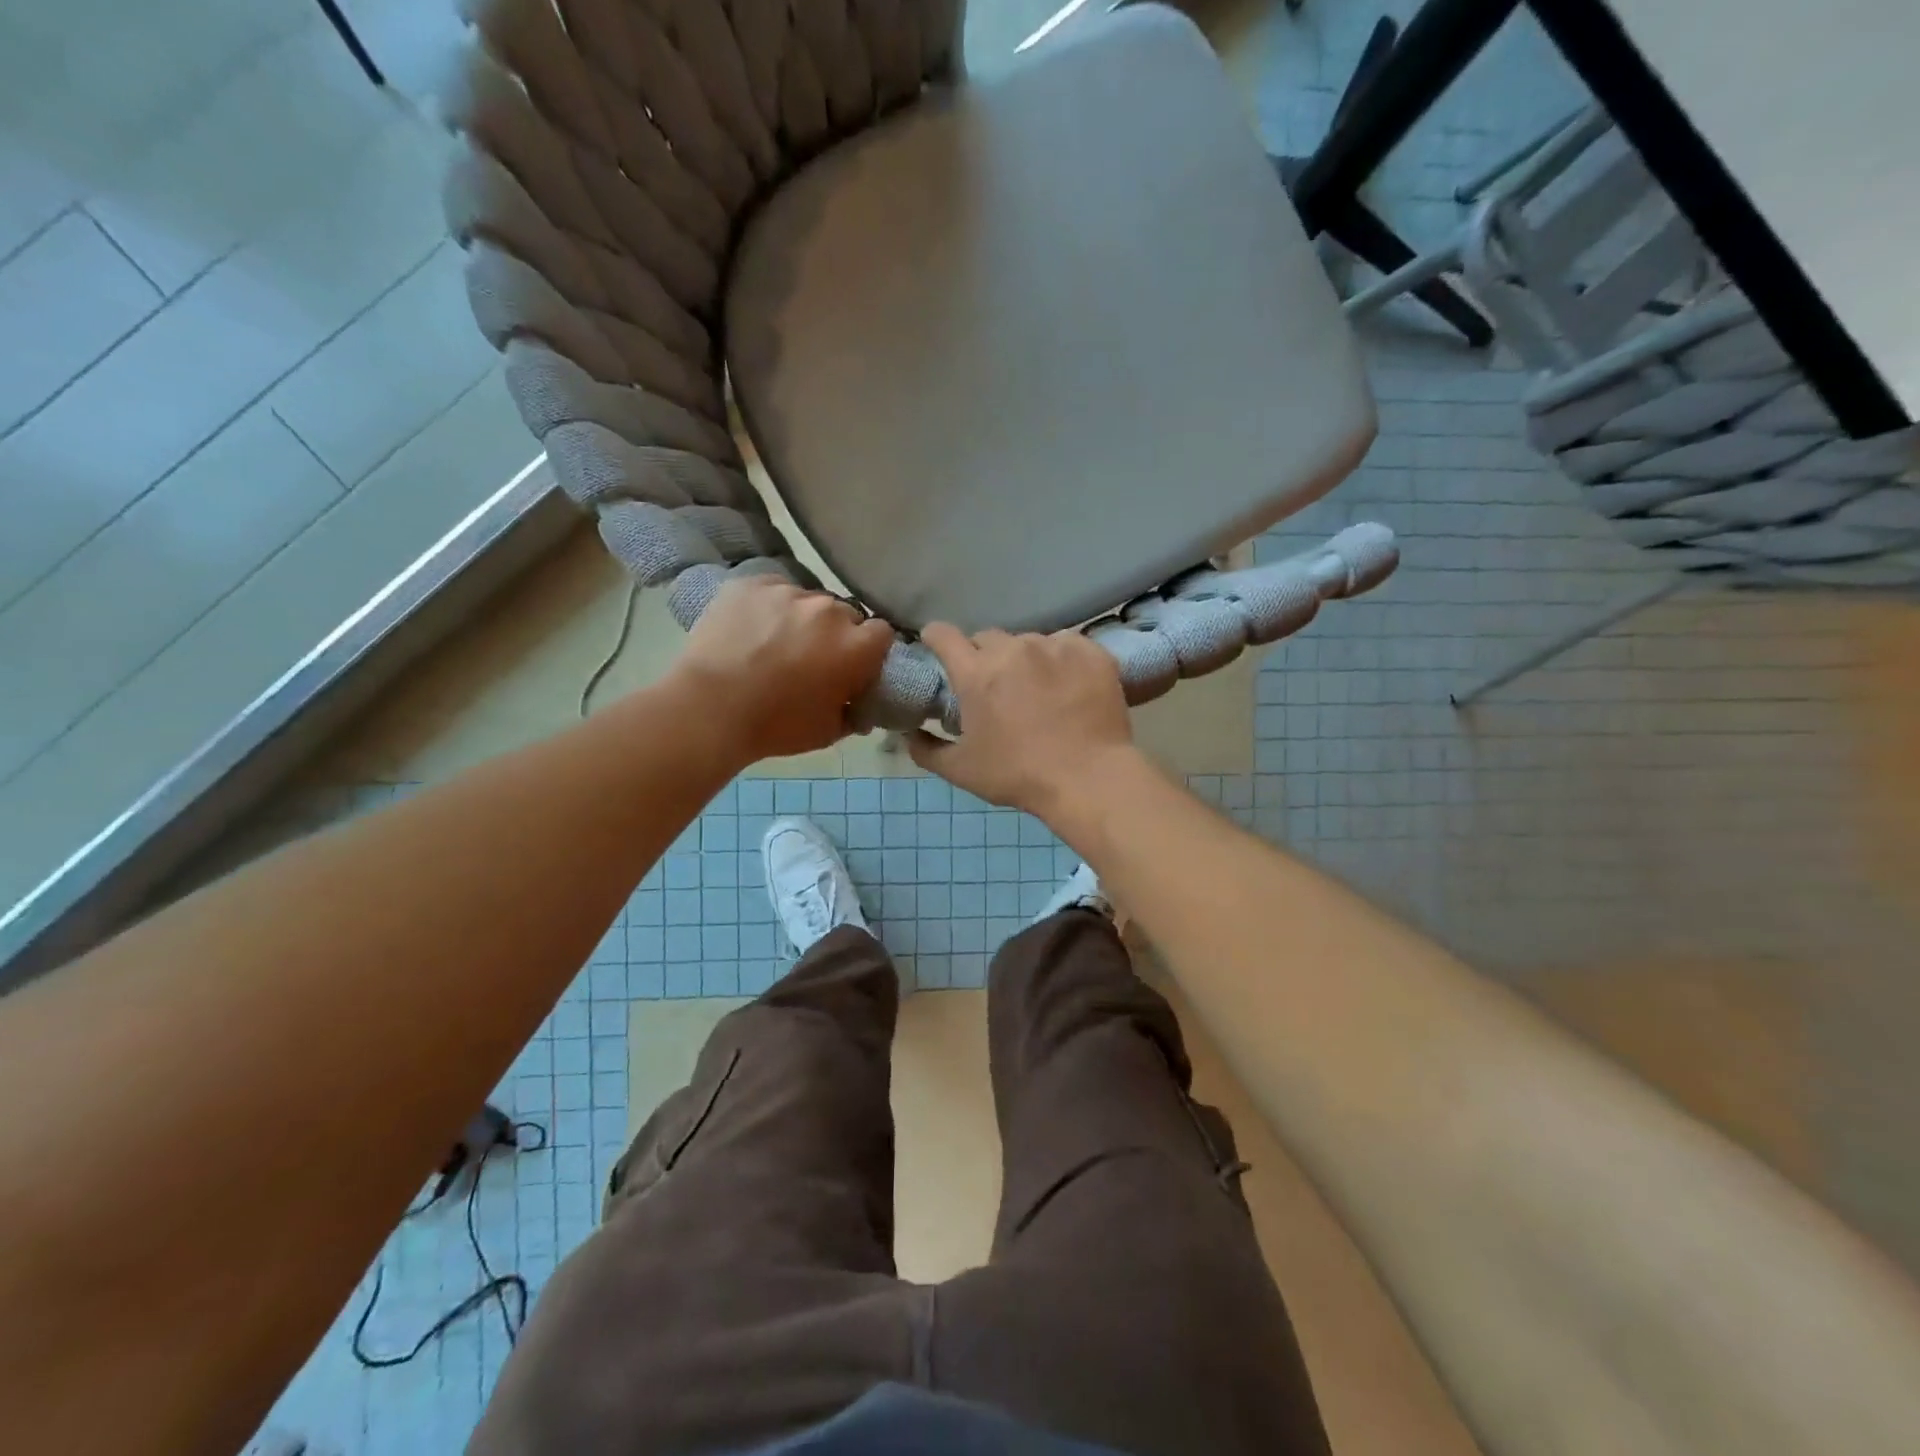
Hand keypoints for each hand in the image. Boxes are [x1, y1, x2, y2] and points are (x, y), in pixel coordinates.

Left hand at [671, 576, 893, 762]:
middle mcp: (829, 610)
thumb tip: (859, 706)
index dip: (870, 649)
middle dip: (836, 634)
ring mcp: (789, 592)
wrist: (709, 708)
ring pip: (807, 601)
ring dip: (802, 619)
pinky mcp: (752, 584)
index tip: (855, 666)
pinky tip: (752, 629)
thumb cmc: (776, 726)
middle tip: (814, 658)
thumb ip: (854, 714)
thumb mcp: (828, 732)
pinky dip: (769, 606)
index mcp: (856, 646)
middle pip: (845, 614)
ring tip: (775, 643)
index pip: (882, 633)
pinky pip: (773, 590)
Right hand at [907, 624, 1137, 818]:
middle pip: (987, 638)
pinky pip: (1067, 645)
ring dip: (1024, 659)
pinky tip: (1069, 687)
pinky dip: (1062, 661)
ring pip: (1029, 641)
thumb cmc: (1019, 775)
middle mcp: (1013, 649)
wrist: (1089, 779)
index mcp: (976, 673)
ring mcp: (1055, 646)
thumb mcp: (961, 771)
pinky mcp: (1090, 651)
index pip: (943, 634)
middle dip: (983, 657)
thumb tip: (908, 734)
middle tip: (993, 686)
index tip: (938, 649)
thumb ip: (926, 750)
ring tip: (1037, 689)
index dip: (936, 639)